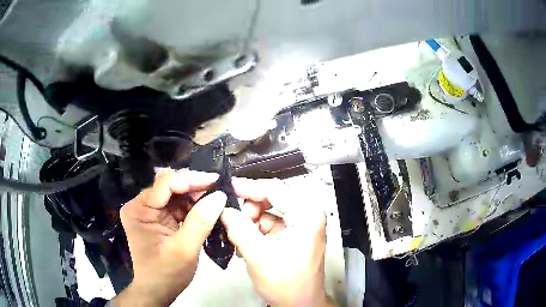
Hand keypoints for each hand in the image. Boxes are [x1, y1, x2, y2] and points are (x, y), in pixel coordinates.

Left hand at [112, 170, 225, 305]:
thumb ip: (200, 222)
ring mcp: (149, 211)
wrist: (158, 291)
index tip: (216, 180)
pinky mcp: (158, 218)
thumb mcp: (184, 250)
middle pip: (170, 186)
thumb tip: (219, 196)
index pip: (164, 184)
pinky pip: (177, 205)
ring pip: (175, 194)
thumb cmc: (166, 274)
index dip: (191, 179)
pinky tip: (207, 209)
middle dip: (194, 187)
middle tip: (219, 191)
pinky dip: (193, 207)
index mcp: (139, 210)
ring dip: (196, 196)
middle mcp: (141, 205)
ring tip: (216, 200)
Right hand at [221, 178, 329, 306]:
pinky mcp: (293, 235)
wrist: (300, 305)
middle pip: (271, 199)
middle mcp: (307, 215)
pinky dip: (255, 231)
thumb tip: (224, 210)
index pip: (274, 189)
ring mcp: (301, 225)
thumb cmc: (288, 285)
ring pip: (267, 211)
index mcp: (307, 215)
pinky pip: (269, 224)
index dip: (248, 187)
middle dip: (249, 210)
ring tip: (240, 239)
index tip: (228, 188)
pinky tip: (246, 244)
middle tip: (233, 222)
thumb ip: (239, 230)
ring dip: (250, 222)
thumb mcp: (259, 256)